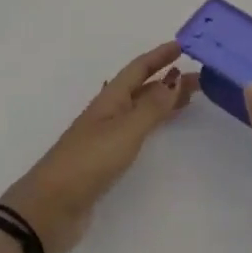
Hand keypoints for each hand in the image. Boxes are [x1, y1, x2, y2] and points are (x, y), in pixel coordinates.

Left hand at [0, 41, 195, 252]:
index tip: (182, 46)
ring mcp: (106, 136)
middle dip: (167, 79)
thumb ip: (151, 107)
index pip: (138, 69)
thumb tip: (175, 77)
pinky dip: (153, 123)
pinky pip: (137, 131)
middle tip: (199, 78)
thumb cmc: (89, 161)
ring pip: (140, 109)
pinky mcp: (106, 160)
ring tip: (188, 98)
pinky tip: (160, 127)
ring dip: (162, 100)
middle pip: (142, 88)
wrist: (52, 207)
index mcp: (110, 99)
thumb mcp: (124, 131)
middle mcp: (108, 112)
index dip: (158, 56)